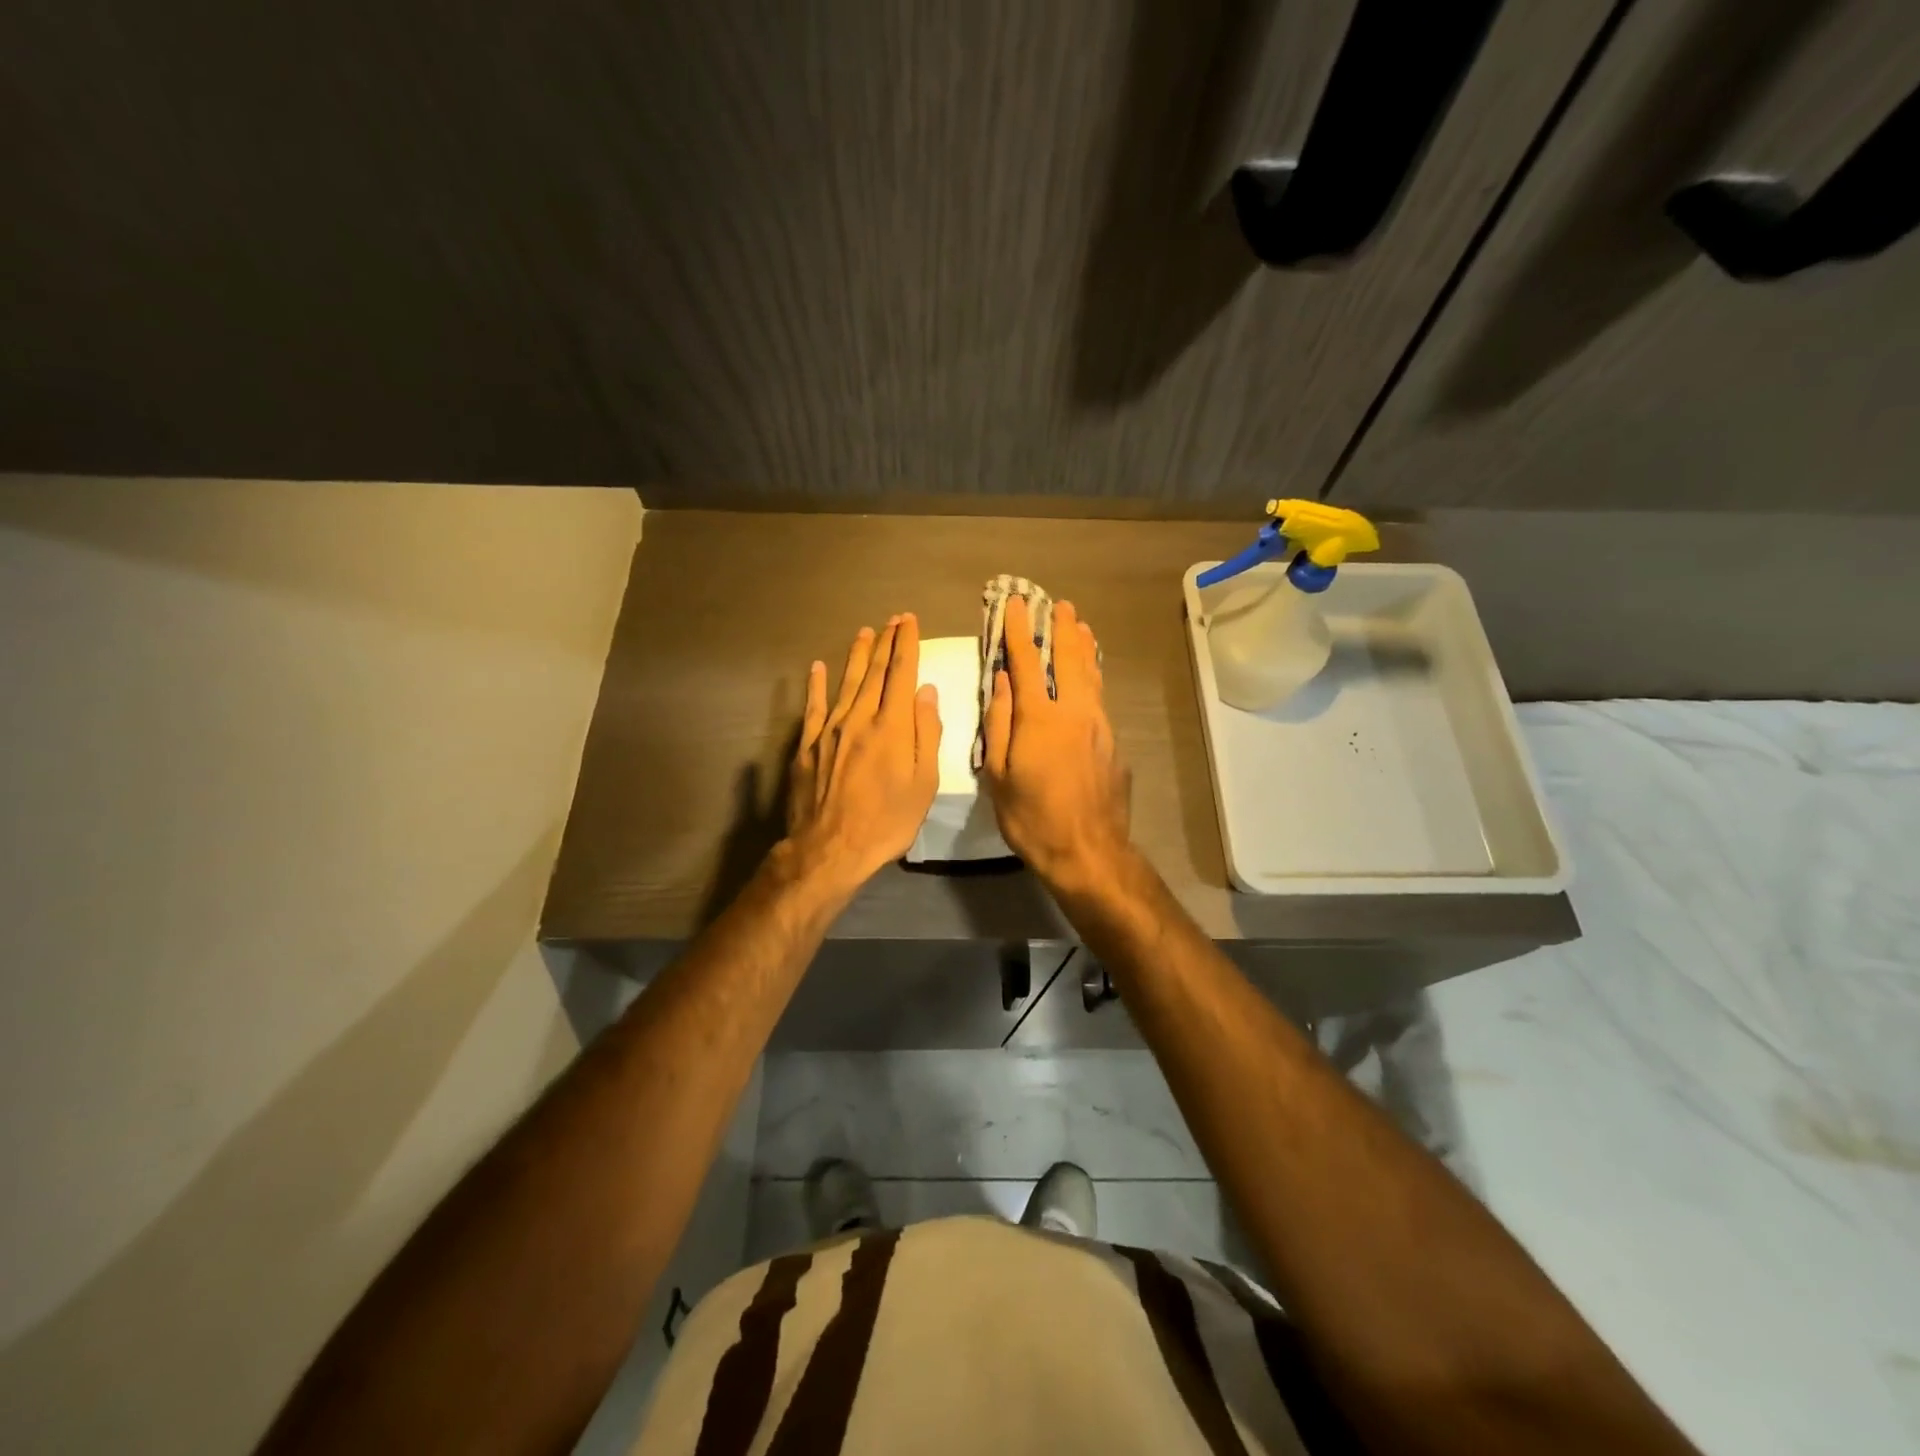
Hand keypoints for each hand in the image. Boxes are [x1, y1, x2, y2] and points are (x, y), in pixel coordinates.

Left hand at [786, 613, 942, 889]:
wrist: (830, 849)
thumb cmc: (887, 821)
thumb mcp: (924, 783)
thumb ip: (927, 733)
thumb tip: (926, 691)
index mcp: (893, 726)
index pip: (901, 674)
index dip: (907, 644)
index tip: (910, 621)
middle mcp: (860, 718)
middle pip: (875, 672)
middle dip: (886, 642)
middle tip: (893, 619)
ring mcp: (830, 730)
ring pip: (846, 682)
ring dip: (857, 656)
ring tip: (865, 632)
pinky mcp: (807, 746)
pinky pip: (813, 707)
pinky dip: (816, 685)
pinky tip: (817, 668)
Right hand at [981, 597, 1131, 885]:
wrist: (1089, 851)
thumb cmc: (1032, 818)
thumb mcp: (998, 775)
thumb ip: (999, 723)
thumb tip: (1001, 681)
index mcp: (1039, 718)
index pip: (1025, 662)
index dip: (1019, 630)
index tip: (1015, 603)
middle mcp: (1074, 712)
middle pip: (1068, 659)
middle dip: (1060, 628)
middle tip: (1058, 604)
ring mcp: (1099, 726)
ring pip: (1091, 675)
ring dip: (1083, 647)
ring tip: (1080, 625)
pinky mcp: (1114, 744)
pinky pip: (1100, 698)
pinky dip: (1093, 677)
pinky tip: (1091, 676)